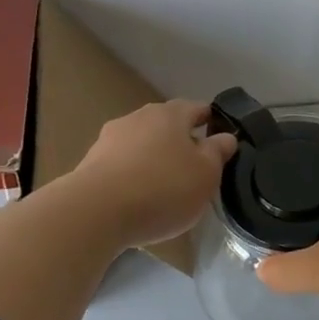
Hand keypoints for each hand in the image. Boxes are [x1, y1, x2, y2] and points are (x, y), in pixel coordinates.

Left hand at [69, 99, 236, 248]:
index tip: (221, 139)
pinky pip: (123, 165)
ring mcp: (110, 139)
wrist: (97, 211)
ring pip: (143, 144)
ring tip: (167, 187)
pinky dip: (135, 175)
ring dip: (156, 159)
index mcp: (170, 114)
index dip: (212, 121)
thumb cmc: (163, 188)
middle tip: (196, 168)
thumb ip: (218, 152)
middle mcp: (138, 117)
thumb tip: (226, 136)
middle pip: (167, 125)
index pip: (198, 108)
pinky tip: (140, 198)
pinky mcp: (92, 163)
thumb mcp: (206, 174)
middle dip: (182, 142)